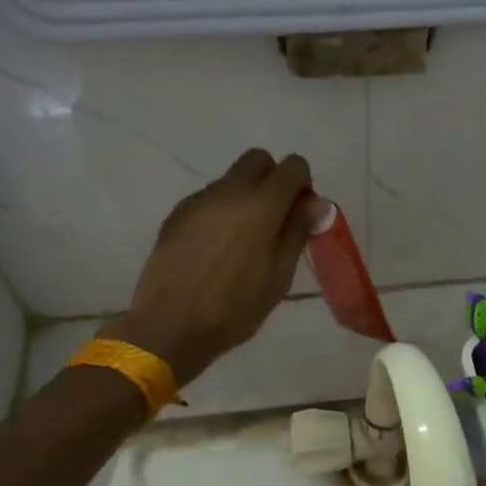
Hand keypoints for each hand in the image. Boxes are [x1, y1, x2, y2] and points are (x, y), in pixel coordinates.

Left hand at [104, 149, 319, 385]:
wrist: (170, 326)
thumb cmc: (235, 308)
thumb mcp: (279, 276)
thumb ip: (297, 232)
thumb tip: (315, 202)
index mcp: (262, 205)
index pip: (292, 166)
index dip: (302, 184)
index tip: (300, 212)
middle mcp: (229, 191)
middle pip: (258, 159)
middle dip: (272, 178)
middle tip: (275, 218)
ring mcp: (198, 201)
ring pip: (231, 179)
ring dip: (245, 196)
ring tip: (243, 241)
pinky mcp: (177, 215)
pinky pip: (208, 199)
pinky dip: (221, 211)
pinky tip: (216, 249)